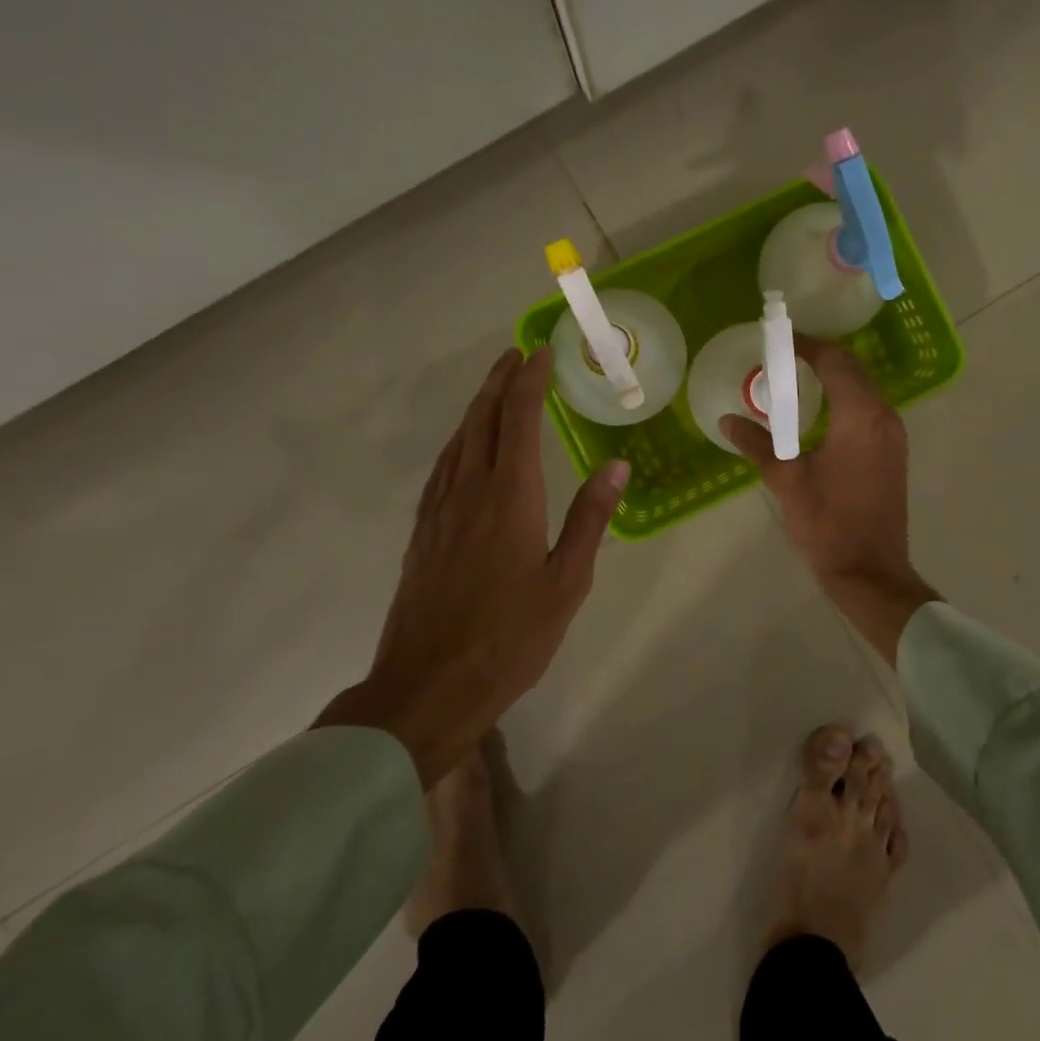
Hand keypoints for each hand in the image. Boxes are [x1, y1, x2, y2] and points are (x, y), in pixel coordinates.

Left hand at [316, 347, 628, 786]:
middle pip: (483, 419)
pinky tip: (464, 446)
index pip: (520, 419)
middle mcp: (470, 490)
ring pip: (458, 439)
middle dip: (500, 381)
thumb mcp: (566, 583)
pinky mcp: (422, 531)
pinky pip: (443, 466)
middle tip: (516, 354)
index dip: (531, 381)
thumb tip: (617, 464)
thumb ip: (590, 519)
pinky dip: (459, 440)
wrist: (426, 687)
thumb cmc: (509, 638)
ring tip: (495, 386)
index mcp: (510, 497)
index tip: (541, 353)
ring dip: (478, 405)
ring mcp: (439, 510)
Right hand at [722, 337, 936, 663]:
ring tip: (797, 378)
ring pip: (864, 387)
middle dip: (820, 356)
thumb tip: (727, 420)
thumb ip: (756, 444)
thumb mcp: (785, 480)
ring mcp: (893, 434)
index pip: (834, 361)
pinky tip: (820, 411)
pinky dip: (846, 397)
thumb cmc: (826, 523)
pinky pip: (869, 407)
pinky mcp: (893, 451)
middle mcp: (883, 415)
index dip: (806, 345)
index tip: (779, 338)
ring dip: (835, 375)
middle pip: (853, 368)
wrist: (870, 571)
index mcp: (858, 416)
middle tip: (783, 356)